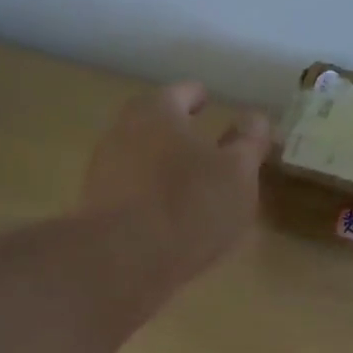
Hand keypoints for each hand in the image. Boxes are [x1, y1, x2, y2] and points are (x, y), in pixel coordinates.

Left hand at [80, 82, 273, 287]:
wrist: (123, 260)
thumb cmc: (190, 205)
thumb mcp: (238, 174)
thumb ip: (249, 143)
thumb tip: (256, 119)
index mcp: (158, 109)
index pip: (184, 92)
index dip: (200, 97)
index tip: (209, 103)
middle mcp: (123, 129)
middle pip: (156, 123)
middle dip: (179, 133)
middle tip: (204, 147)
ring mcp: (104, 169)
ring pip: (142, 158)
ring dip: (164, 167)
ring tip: (190, 187)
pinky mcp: (97, 207)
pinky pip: (132, 192)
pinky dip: (150, 197)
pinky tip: (168, 218)